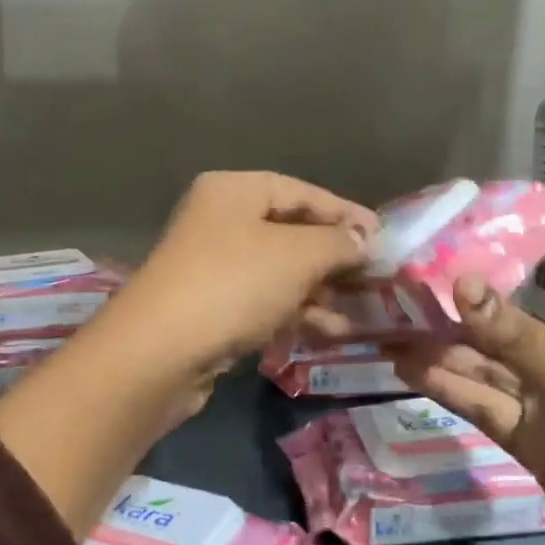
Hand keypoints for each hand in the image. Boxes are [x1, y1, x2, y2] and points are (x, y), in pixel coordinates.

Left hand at [113, 171, 377, 375]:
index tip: (384, 236)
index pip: (302, 192)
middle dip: (335, 256)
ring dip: (321, 289)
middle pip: (291, 231)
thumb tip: (364, 240)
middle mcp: (221, 220)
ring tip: (362, 309)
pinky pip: (265, 299)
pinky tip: (331, 330)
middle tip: (376, 276)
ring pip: (281, 270)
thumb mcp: (297, 256)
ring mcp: (214, 265)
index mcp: (234, 191)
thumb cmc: (233, 284)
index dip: (346, 213)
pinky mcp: (212, 305)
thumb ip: (338, 243)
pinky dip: (297, 311)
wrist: (159, 353)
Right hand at [395, 241, 544, 544]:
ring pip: (489, 364)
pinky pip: (485, 404)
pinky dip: (449, 388)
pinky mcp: (532, 440)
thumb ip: (522, 341)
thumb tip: (461, 283)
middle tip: (402, 282)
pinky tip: (408, 370)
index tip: (474, 222)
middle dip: (464, 302)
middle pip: (513, 318)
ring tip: (387, 326)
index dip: (531, 242)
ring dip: (443, 347)